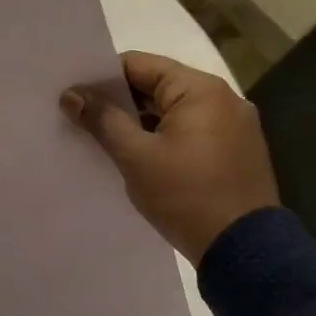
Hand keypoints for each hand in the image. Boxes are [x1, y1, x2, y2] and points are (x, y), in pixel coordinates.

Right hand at [61, 51, 279, 263]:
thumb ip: (102, 119)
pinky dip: (165, 138)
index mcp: (200, 89)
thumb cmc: (186, 195)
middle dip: (120, 101)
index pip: (139, 65)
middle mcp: (223, 98)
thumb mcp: (136, 156)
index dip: (102, 78)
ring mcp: (234, 126)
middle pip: (158, 86)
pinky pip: (192, 132)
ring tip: (106, 140)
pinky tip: (141, 157)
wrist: (244, 250)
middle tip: (83, 118)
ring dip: (142, 122)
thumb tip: (71, 95)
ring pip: (174, 111)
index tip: (74, 96)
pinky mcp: (237, 151)